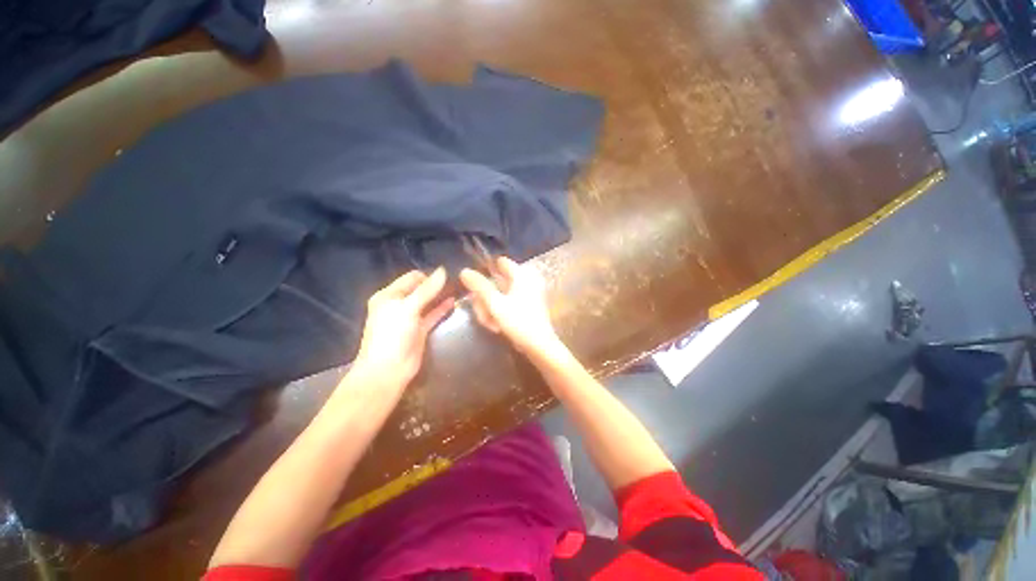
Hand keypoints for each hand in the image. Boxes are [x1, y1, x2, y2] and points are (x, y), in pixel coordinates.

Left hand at [350, 267, 454, 391]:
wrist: (388, 370)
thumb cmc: (392, 334)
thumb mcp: (408, 308)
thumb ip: (427, 290)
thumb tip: (443, 270)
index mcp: (389, 296)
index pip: (411, 278)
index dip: (428, 276)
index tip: (447, 276)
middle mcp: (398, 304)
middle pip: (420, 289)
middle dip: (436, 285)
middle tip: (456, 281)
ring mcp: (410, 318)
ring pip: (427, 302)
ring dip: (440, 296)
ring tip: (458, 289)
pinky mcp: (420, 330)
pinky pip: (432, 315)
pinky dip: (442, 309)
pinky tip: (454, 302)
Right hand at [459, 257, 560, 356]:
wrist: (539, 347)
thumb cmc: (519, 322)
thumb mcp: (495, 304)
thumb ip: (480, 286)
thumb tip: (464, 270)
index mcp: (522, 275)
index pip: (500, 262)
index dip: (486, 271)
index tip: (476, 287)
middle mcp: (526, 281)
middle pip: (497, 282)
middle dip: (486, 298)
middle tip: (484, 314)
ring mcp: (526, 295)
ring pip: (499, 296)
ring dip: (491, 310)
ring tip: (492, 324)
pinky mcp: (526, 307)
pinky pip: (506, 305)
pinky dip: (499, 314)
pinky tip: (497, 327)